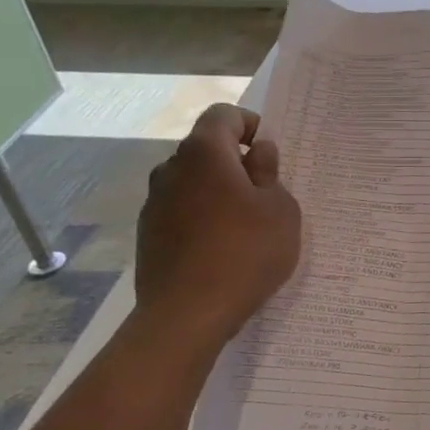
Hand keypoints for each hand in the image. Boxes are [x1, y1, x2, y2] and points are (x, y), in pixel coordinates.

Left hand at [135, 104, 300, 354]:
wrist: (187, 314)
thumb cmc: (246, 253)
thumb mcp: (280, 209)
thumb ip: (269, 173)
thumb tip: (258, 152)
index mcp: (204, 153)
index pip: (223, 115)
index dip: (249, 124)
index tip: (269, 152)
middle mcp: (171, 169)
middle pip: (205, 149)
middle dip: (235, 161)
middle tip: (265, 192)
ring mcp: (154, 202)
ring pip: (192, 181)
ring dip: (218, 191)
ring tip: (245, 225)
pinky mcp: (148, 233)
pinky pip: (182, 210)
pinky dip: (202, 216)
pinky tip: (222, 248)